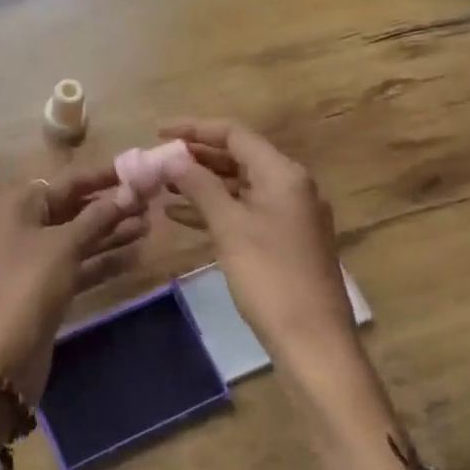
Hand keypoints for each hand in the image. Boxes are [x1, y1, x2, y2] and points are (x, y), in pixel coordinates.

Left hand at [0, 165, 146, 443]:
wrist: (0, 356)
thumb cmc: (28, 284)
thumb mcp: (64, 245)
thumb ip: (97, 217)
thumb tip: (128, 192)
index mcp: (17, 204)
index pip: (67, 181)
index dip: (103, 176)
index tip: (139, 171)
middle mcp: (22, 224)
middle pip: (73, 208)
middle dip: (111, 205)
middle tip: (152, 201)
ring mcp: (33, 258)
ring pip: (78, 237)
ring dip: (111, 232)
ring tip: (150, 225)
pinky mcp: (45, 286)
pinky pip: (78, 264)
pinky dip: (103, 259)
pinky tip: (136, 255)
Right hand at [157, 118, 354, 347]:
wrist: (312, 340)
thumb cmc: (269, 275)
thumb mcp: (228, 226)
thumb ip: (199, 185)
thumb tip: (170, 158)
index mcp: (282, 173)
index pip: (234, 134)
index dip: (194, 129)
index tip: (158, 132)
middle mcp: (290, 185)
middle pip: (238, 157)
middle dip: (196, 158)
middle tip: (158, 161)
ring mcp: (289, 214)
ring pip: (239, 186)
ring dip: (202, 184)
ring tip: (163, 186)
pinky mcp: (284, 240)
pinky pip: (244, 211)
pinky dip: (215, 209)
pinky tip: (180, 216)